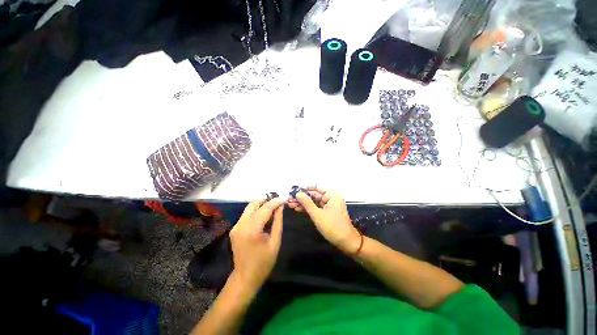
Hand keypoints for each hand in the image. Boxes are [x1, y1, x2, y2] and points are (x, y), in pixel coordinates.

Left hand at [229, 198, 283, 289]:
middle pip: (254, 204)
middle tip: (278, 202)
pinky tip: (265, 216)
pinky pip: (247, 214)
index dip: (275, 202)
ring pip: (249, 207)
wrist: (245, 277)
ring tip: (273, 208)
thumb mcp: (275, 242)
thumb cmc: (263, 262)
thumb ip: (278, 222)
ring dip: (261, 205)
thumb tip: (280, 207)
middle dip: (267, 200)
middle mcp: (241, 225)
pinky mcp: (235, 228)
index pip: (265, 209)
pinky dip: (256, 211)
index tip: (284, 197)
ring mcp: (236, 226)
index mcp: (251, 230)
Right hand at [289, 187, 360, 253]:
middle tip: (289, 200)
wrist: (346, 241)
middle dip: (302, 198)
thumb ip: (307, 203)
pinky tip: (297, 209)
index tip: (293, 191)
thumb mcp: (317, 214)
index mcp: (331, 194)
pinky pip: (316, 207)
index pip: (315, 187)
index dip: (304, 189)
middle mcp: (330, 196)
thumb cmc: (333, 226)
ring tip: (290, 204)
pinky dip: (308, 209)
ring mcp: (328, 204)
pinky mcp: (326, 211)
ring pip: (313, 201)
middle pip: (313, 195)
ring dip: (303, 204)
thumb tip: (298, 193)